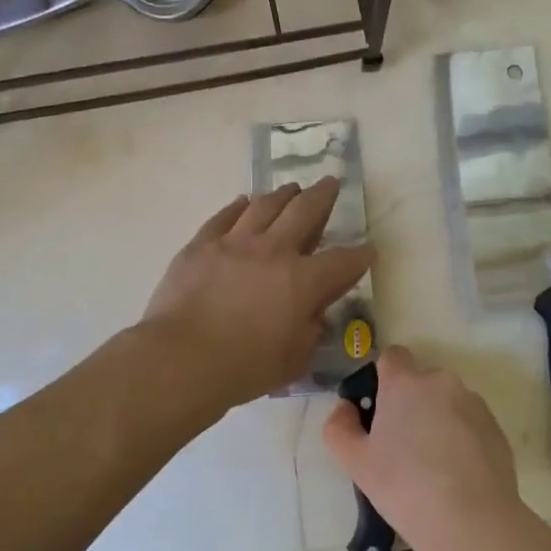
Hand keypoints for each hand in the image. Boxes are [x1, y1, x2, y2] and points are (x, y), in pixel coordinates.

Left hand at [142, 179, 372, 412]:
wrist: (181, 359)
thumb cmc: (244, 367)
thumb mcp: (294, 360)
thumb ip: (310, 333)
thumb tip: (314, 317)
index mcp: (304, 281)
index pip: (343, 261)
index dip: (360, 256)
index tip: (369, 250)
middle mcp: (274, 251)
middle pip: (305, 211)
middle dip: (324, 196)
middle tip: (331, 183)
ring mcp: (235, 242)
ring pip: (265, 205)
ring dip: (283, 194)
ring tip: (291, 189)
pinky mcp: (201, 245)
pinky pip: (225, 216)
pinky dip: (239, 207)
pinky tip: (244, 202)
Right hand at [322, 346, 522, 550]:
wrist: (471, 521)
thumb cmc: (404, 487)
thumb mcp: (356, 462)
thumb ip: (339, 427)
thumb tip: (345, 408)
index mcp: (405, 382)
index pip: (392, 356)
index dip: (383, 378)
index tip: (378, 410)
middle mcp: (441, 382)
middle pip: (420, 381)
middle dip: (410, 403)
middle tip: (400, 445)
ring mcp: (473, 403)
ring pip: (446, 401)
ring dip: (436, 419)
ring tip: (431, 464)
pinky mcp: (495, 427)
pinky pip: (469, 422)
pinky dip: (460, 437)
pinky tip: (455, 473)